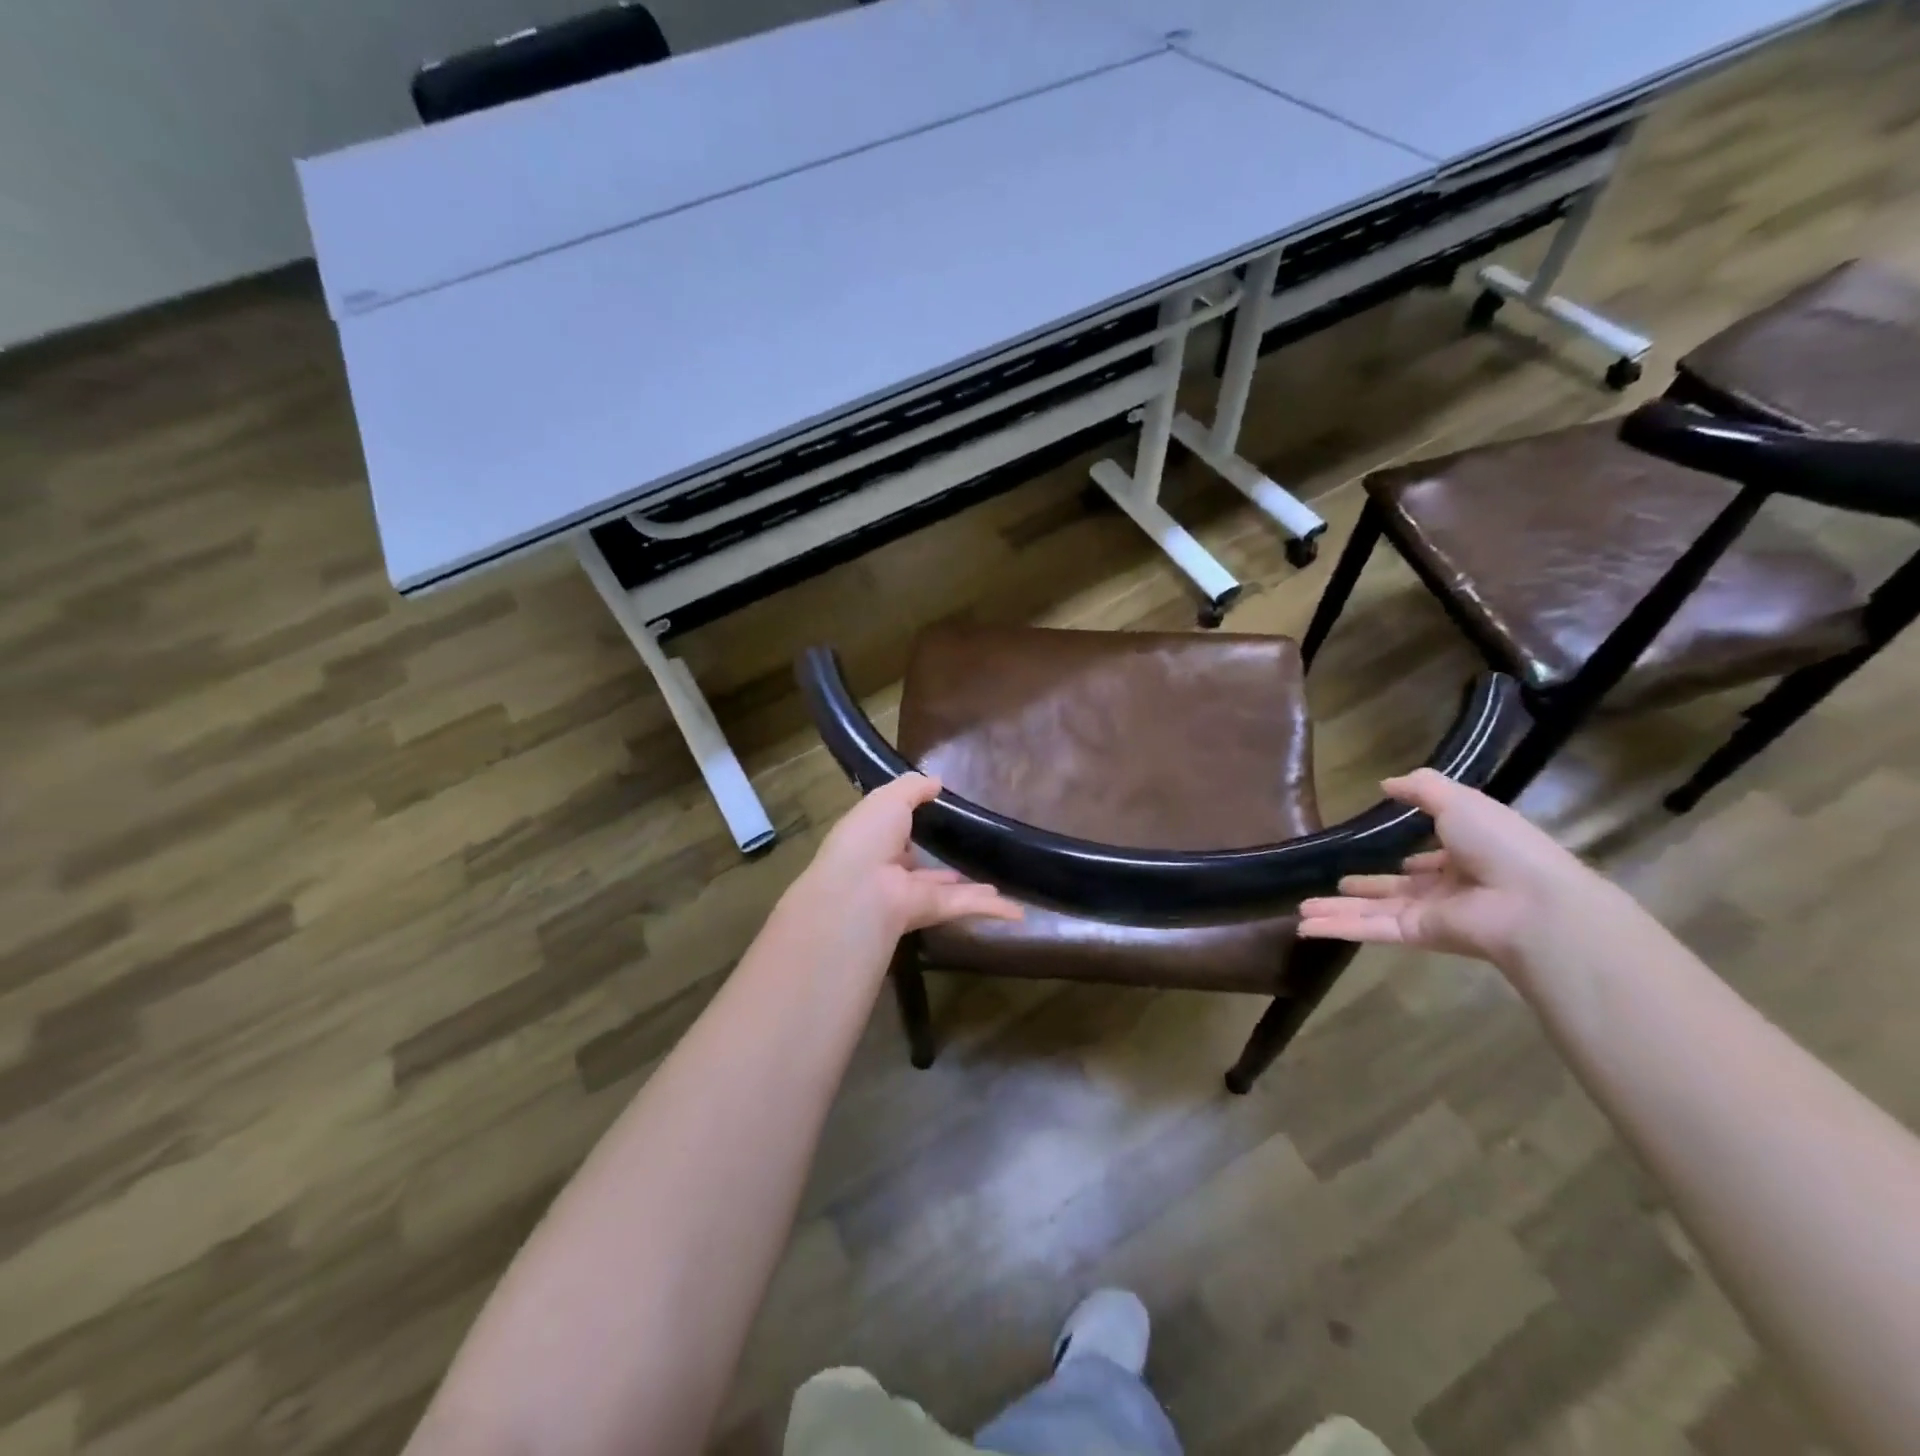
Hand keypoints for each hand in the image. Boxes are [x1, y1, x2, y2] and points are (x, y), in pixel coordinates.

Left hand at [795, 774, 1023, 938]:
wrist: (861, 887)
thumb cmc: (868, 836)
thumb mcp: (888, 798)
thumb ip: (912, 788)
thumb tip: (936, 781)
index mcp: (874, 841)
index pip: (893, 835)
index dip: (909, 826)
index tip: (933, 816)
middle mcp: (892, 871)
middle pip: (921, 868)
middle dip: (939, 866)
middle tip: (963, 855)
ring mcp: (913, 895)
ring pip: (948, 891)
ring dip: (970, 889)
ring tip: (994, 884)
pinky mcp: (934, 912)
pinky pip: (967, 907)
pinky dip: (994, 911)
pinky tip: (1019, 913)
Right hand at [1297, 768, 1603, 965]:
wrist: (1532, 902)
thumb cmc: (1501, 844)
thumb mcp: (1460, 800)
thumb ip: (1421, 789)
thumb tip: (1384, 783)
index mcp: (1469, 854)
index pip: (1438, 860)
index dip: (1420, 859)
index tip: (1398, 858)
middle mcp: (1450, 886)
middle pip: (1397, 887)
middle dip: (1367, 887)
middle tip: (1337, 884)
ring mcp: (1432, 913)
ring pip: (1374, 910)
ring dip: (1338, 909)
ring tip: (1303, 908)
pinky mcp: (1417, 934)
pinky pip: (1370, 927)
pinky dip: (1337, 927)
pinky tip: (1305, 926)